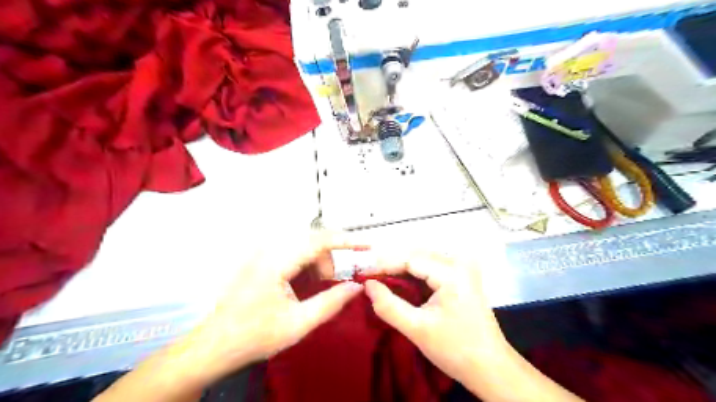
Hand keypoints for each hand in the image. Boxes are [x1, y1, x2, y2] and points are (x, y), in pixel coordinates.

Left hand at [173, 232, 365, 385]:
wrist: (215, 344)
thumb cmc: (255, 335)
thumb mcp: (298, 323)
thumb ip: (331, 302)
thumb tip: (357, 287)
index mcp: (277, 262)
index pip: (319, 240)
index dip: (346, 241)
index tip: (367, 245)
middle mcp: (269, 250)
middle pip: (312, 241)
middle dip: (332, 258)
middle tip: (341, 280)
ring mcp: (263, 253)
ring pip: (304, 245)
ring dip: (320, 262)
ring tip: (326, 283)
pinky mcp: (262, 259)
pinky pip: (293, 252)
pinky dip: (308, 264)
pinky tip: (309, 282)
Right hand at [365, 253, 511, 388]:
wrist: (490, 367)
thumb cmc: (455, 349)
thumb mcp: (417, 329)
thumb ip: (389, 306)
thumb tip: (368, 285)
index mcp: (452, 272)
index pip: (410, 258)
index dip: (383, 264)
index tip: (362, 274)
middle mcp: (459, 262)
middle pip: (416, 255)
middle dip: (391, 265)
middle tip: (368, 277)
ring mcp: (463, 267)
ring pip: (423, 259)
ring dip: (401, 268)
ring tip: (380, 280)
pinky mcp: (462, 276)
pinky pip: (431, 267)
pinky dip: (413, 274)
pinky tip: (400, 284)